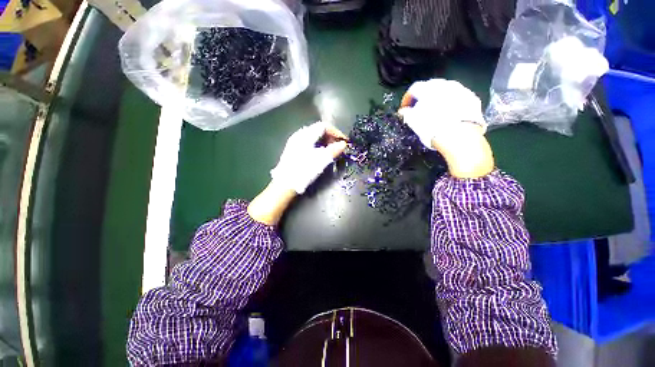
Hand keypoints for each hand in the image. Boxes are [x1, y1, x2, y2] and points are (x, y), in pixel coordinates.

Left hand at [248, 122, 346, 225]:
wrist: (285, 184)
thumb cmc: (303, 171)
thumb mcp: (321, 160)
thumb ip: (334, 150)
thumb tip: (343, 144)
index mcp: (305, 135)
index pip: (324, 126)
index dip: (336, 132)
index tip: (344, 142)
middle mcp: (299, 135)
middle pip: (318, 130)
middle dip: (331, 137)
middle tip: (339, 147)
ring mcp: (294, 143)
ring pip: (313, 137)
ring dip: (325, 142)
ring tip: (331, 152)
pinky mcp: (293, 151)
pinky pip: (308, 143)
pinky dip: (318, 146)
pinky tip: (320, 155)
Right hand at [399, 79, 493, 178]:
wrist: (460, 137)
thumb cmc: (432, 128)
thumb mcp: (414, 123)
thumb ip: (407, 114)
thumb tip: (403, 111)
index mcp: (428, 89)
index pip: (414, 89)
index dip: (407, 99)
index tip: (404, 109)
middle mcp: (445, 85)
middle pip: (431, 86)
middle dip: (423, 97)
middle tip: (419, 109)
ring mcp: (461, 90)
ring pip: (446, 90)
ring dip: (438, 98)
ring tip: (435, 111)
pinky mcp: (472, 99)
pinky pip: (458, 97)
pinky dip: (451, 102)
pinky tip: (449, 114)